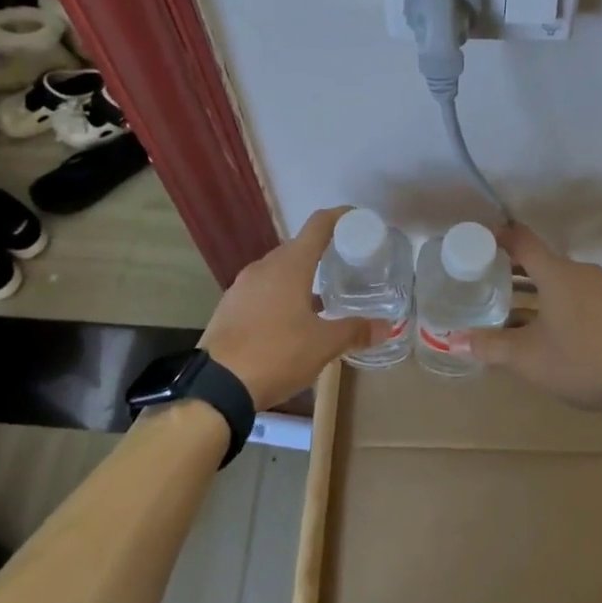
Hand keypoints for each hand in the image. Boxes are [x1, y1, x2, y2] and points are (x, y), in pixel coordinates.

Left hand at [200, 207, 374, 409]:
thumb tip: (386, 327)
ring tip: (321, 299)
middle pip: (297, 248)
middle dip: (321, 253)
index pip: (317, 225)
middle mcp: (263, 267)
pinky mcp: (229, 307)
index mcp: (289, 266)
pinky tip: (289, 321)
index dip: (339, 217)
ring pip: (277, 271)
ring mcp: (241, 286)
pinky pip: (261, 291)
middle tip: (344, 267)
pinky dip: (280, 295)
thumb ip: (354, 331)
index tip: (356, 220)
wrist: (216, 385)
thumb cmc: (276, 354)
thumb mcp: (322, 345)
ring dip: (299, 278)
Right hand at [467, 224, 601, 414]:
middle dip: (515, 265)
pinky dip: (559, 299)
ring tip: (517, 302)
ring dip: (539, 284)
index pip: (523, 240)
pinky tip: (554, 325)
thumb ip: (490, 346)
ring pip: (562, 277)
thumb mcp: (527, 358)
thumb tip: (453, 341)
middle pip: (542, 258)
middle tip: (488, 276)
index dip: (500, 236)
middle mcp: (580, 272)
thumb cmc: (581, 361)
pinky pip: (579, 293)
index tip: (479, 239)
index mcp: (556, 273)